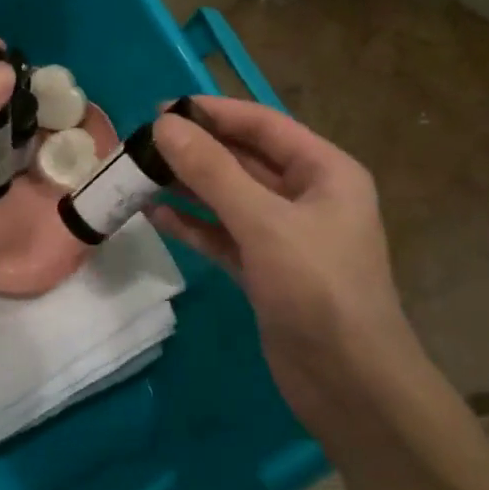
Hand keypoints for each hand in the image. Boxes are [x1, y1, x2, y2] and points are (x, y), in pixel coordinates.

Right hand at [148, 98, 421, 431]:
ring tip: (139, 174)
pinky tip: (155, 216)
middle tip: (142, 142)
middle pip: (244, 160)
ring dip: (187, 187)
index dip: (214, 113)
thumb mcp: (264, 222)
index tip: (163, 108)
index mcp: (325, 172)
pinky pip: (223, 236)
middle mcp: (307, 197)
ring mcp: (284, 237)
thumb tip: (165, 126)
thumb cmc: (317, 288)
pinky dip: (192, 226)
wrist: (349, 381)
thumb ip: (213, 172)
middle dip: (196, 151)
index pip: (264, 126)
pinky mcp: (265, 271)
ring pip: (229, 199)